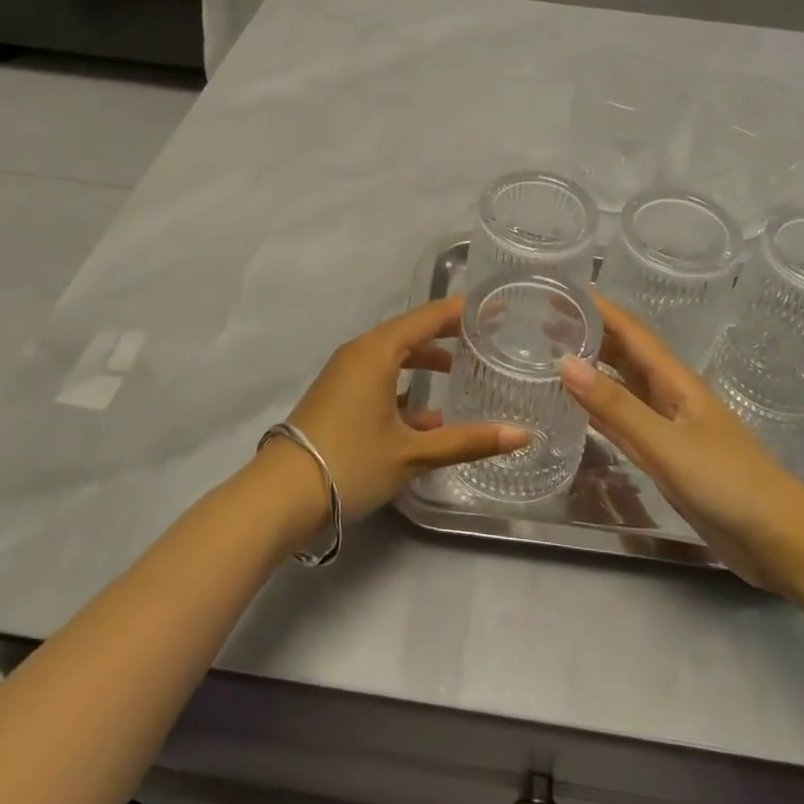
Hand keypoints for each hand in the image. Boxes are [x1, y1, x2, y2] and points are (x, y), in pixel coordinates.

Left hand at [279, 296, 530, 521]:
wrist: (280, 495)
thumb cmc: (350, 462)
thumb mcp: (413, 453)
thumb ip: (468, 441)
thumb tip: (523, 434)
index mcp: (377, 351)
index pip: (427, 317)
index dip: (460, 311)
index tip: (491, 308)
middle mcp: (359, 353)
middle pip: (409, 332)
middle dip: (444, 333)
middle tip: (481, 335)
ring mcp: (343, 374)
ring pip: (392, 356)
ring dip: (422, 360)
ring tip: (456, 371)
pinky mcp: (336, 395)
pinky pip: (377, 375)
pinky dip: (402, 383)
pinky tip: (425, 414)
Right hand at [559, 298, 803, 592]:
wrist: (781, 542)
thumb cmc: (730, 484)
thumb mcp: (668, 444)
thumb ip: (617, 407)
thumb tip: (565, 361)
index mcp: (676, 381)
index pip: (631, 332)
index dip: (599, 309)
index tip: (562, 290)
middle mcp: (670, 396)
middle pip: (626, 354)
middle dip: (590, 334)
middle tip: (544, 320)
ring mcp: (669, 428)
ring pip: (623, 387)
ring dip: (593, 368)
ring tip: (552, 354)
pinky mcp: (667, 458)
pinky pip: (625, 423)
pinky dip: (601, 410)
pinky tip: (579, 407)